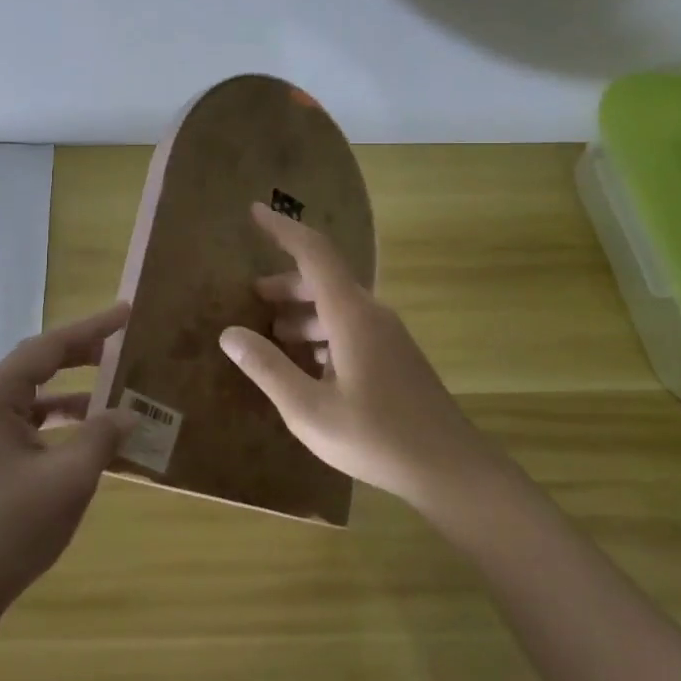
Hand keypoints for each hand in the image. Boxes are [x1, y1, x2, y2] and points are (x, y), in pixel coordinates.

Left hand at [0, 302, 138, 610]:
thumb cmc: (10, 526)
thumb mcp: (68, 478)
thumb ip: (102, 437)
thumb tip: (129, 414)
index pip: (49, 347)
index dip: (91, 328)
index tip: (125, 312)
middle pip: (40, 365)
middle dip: (82, 354)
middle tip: (122, 345)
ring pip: (37, 397)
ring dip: (75, 392)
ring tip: (115, 390)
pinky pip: (33, 424)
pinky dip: (63, 423)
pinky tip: (92, 435)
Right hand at [219, 203, 489, 511]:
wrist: (452, 469)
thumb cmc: (376, 437)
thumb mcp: (309, 410)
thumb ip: (267, 368)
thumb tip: (229, 335)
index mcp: (350, 315)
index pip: (313, 253)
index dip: (283, 229)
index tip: (255, 212)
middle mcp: (370, 314)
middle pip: (323, 280)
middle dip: (286, 283)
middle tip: (252, 295)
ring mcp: (387, 335)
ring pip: (337, 306)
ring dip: (303, 311)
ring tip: (273, 332)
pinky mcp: (395, 356)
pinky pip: (351, 327)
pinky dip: (322, 333)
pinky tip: (307, 364)